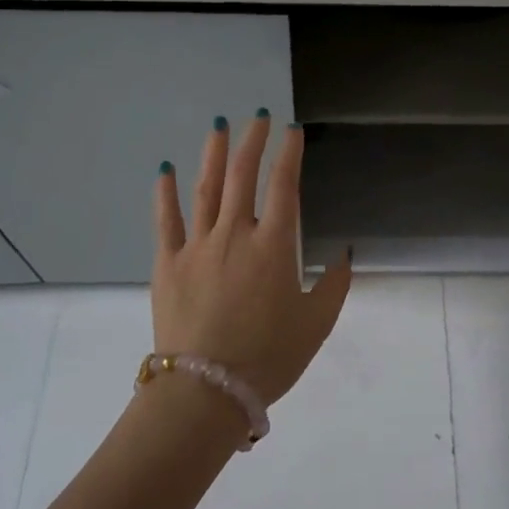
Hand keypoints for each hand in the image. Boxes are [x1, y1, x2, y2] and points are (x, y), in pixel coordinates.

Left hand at [151, 113, 351, 407]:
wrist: (205, 392)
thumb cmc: (268, 358)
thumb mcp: (316, 324)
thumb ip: (334, 285)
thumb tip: (344, 253)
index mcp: (273, 246)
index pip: (284, 185)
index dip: (290, 153)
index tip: (293, 130)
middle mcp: (235, 233)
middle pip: (244, 175)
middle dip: (253, 141)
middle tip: (258, 116)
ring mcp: (198, 245)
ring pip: (206, 188)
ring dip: (214, 154)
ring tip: (219, 126)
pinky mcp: (168, 263)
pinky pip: (166, 220)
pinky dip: (165, 192)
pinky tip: (164, 168)